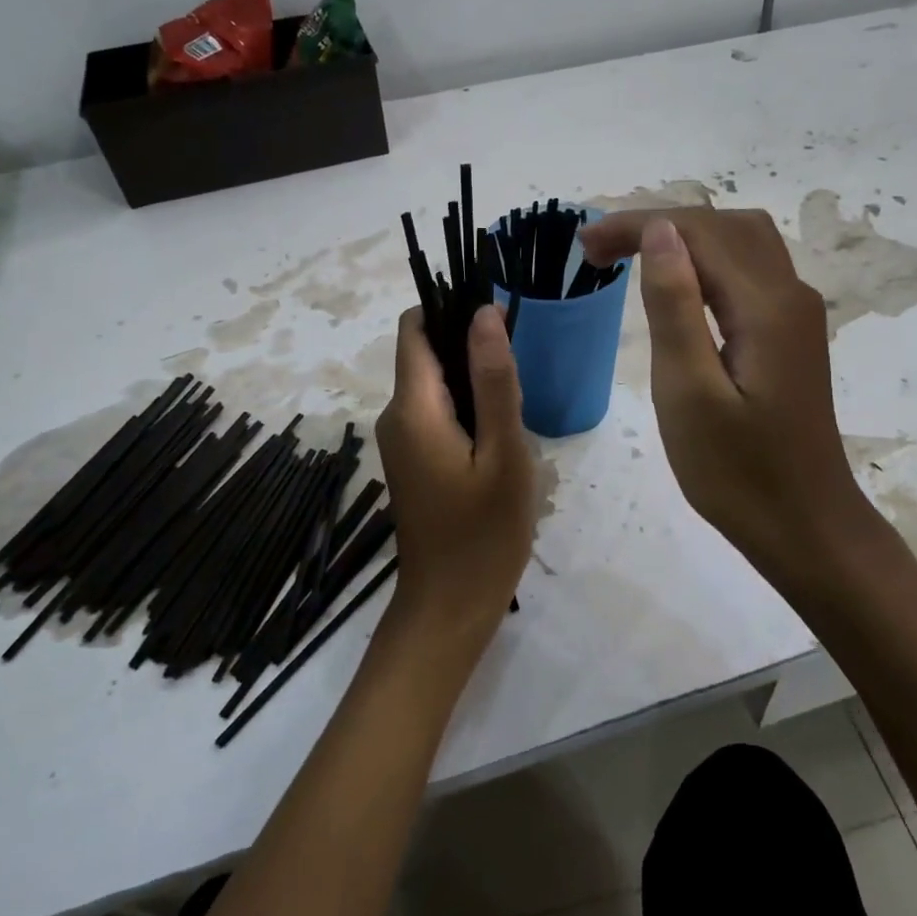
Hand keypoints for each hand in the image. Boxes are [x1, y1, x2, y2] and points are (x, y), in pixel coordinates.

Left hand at [373, 305, 535, 669]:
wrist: (450, 606)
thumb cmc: (484, 533)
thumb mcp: (504, 454)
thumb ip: (495, 381)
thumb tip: (484, 313)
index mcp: (413, 408)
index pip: (416, 327)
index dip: (452, 309)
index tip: (498, 318)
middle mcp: (396, 416)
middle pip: (425, 352)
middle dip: (469, 344)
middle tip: (520, 367)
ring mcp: (400, 440)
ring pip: (433, 383)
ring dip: (472, 378)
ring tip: (517, 402)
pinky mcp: (412, 460)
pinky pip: (435, 412)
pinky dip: (465, 406)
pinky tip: (500, 432)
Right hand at [580, 210, 876, 593]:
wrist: (805, 525)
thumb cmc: (738, 472)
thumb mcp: (689, 392)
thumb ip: (675, 307)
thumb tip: (660, 231)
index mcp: (765, 306)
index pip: (698, 232)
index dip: (637, 225)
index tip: (584, 245)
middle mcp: (790, 295)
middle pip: (723, 226)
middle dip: (657, 224)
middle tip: (597, 252)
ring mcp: (797, 314)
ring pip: (741, 243)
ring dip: (684, 237)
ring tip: (629, 256)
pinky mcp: (791, 335)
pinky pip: (750, 272)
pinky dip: (706, 261)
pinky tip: (678, 284)